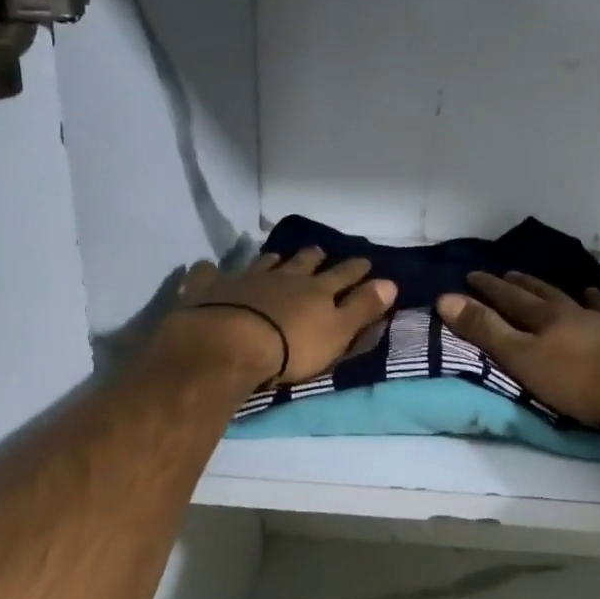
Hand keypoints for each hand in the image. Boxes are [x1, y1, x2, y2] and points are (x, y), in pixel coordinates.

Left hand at [177, 247, 396, 386]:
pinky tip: (207, 268)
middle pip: (303, 263)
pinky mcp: (211, 290)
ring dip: (273, 260)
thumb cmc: (291, 347)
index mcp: (317, 290)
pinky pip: (209, 274)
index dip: (356, 270)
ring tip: (277, 257)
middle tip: (320, 251)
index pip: (343, 276)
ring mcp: (245, 280)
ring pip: (263, 264)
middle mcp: (284, 278)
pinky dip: (210, 271)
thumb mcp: (337, 332)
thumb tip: (391, 282)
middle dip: (314, 257)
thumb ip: (363, 308)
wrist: (230, 345)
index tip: (366, 262)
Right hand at [436, 272, 599, 432]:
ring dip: (579, 296)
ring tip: (579, 287)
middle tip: (512, 275)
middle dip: (526, 286)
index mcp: (547, 317)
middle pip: (547, 295)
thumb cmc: (576, 379)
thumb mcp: (521, 357)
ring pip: (590, 305)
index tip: (473, 274)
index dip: (490, 288)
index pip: (511, 298)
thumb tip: (446, 298)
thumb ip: (486, 330)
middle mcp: (578, 314)